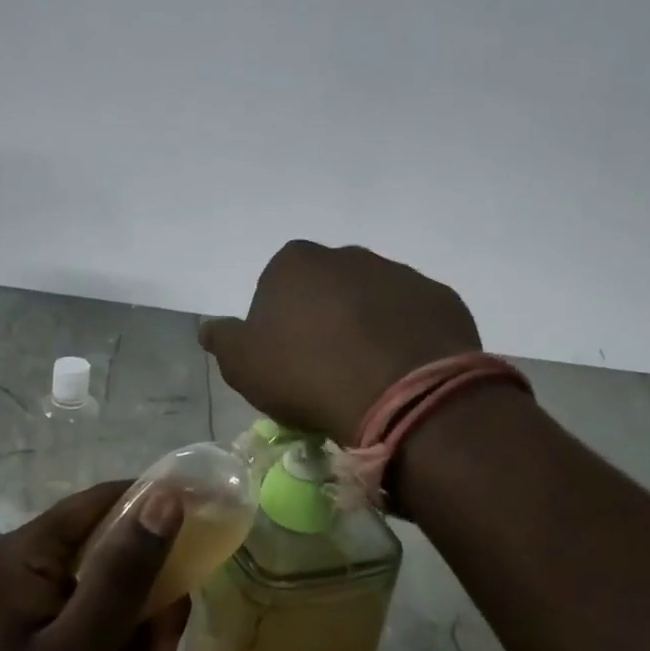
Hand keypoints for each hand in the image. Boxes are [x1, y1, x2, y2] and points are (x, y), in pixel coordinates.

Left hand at [0, 480, 189, 650]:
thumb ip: (125, 573)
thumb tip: (166, 496)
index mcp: (29, 553)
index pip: (108, 501)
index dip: (159, 513)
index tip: (205, 548)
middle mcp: (32, 571)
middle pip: (120, 559)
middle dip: (146, 615)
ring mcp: (37, 614)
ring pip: (119, 608)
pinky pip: (102, 644)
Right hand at [200, 240, 481, 444]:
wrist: (403, 394)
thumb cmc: (308, 375)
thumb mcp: (244, 366)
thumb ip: (223, 340)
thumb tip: (209, 326)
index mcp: (295, 263)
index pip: (277, 286)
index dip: (278, 324)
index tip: (286, 360)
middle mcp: (347, 256)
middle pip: (327, 288)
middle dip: (325, 319)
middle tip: (326, 368)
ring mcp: (399, 273)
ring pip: (373, 300)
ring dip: (368, 326)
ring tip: (369, 375)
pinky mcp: (440, 298)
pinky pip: (414, 317)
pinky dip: (406, 337)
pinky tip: (403, 372)